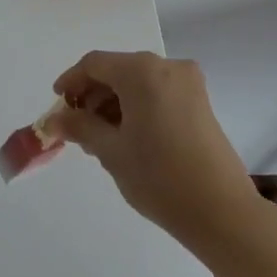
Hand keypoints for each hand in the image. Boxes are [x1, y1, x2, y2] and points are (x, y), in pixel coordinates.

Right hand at [47, 51, 256, 245]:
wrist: (222, 212)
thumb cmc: (159, 177)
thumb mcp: (110, 151)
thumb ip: (79, 127)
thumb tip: (54, 119)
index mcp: (142, 71)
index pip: (95, 64)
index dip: (71, 81)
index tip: (57, 104)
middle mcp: (167, 67)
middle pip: (118, 70)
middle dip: (93, 94)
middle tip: (76, 126)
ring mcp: (188, 84)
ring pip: (138, 82)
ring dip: (114, 102)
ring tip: (99, 136)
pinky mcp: (200, 103)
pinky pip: (157, 93)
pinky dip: (137, 106)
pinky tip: (126, 135)